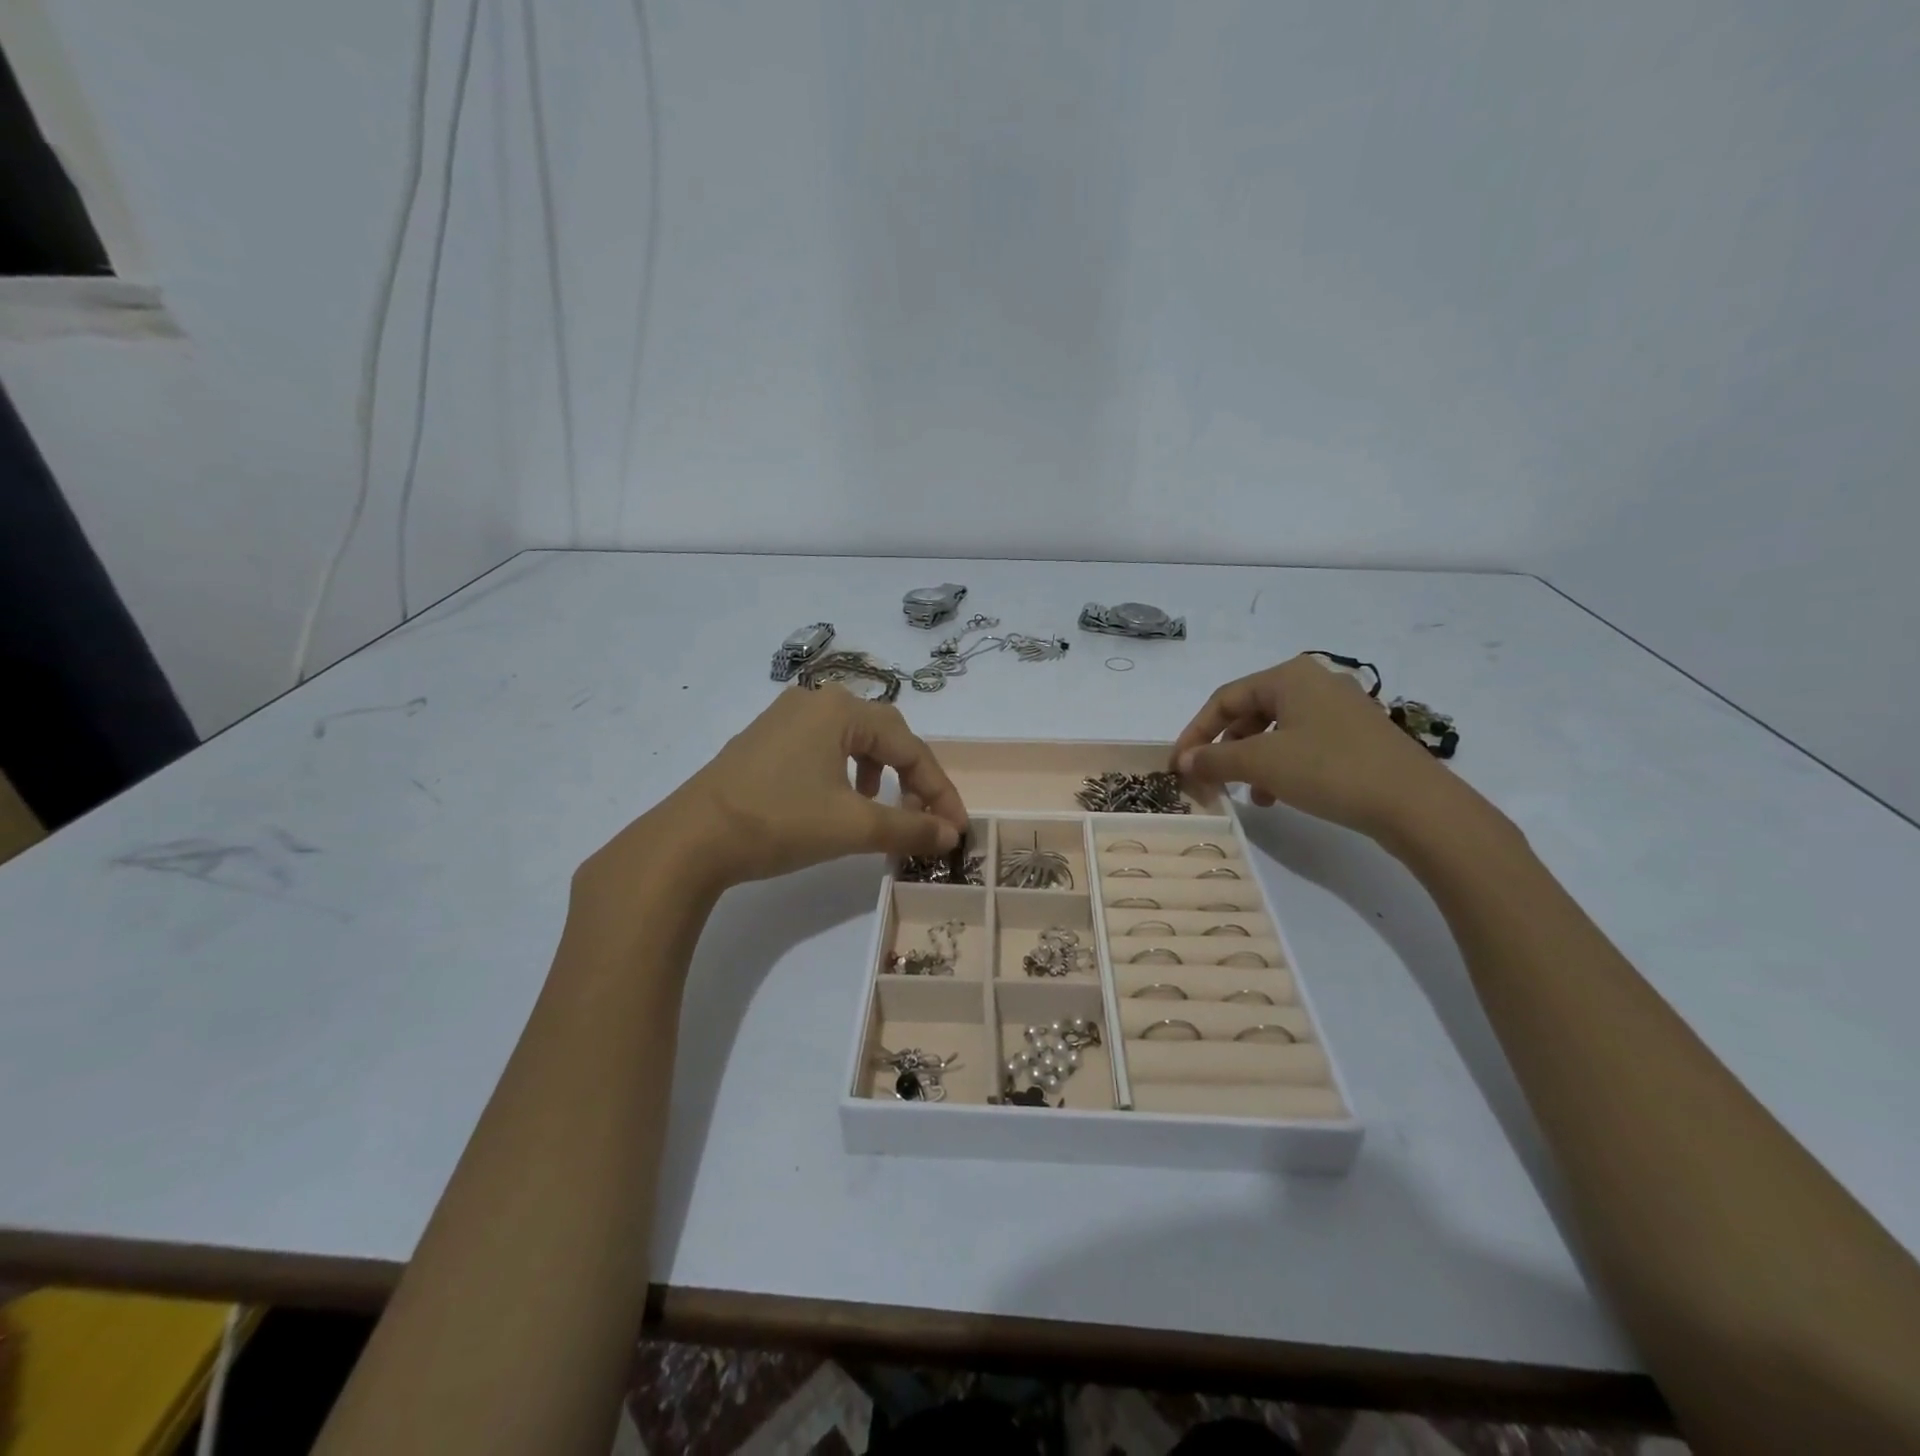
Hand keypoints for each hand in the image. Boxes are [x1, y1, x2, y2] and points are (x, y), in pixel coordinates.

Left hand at [599, 688, 968, 894]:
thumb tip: (951, 834)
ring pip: (853, 740)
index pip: (910, 746)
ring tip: (881, 808)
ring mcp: (784, 718)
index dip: (938, 789)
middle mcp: (814, 700)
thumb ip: (910, 828)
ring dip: (879, 773)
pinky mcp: (764, 740)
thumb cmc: (779, 821)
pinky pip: (822, 747)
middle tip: (924, 815)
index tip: (956, 828)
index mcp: (841, 708)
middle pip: (884, 734)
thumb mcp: (853, 827)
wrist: (690, 839)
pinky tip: (838, 801)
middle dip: (911, 777)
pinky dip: (845, 772)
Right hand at [1171, 655, 1455, 842]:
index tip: (1179, 765)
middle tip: (1211, 779)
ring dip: (1252, 762)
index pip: (1224, 699)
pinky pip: (1303, 743)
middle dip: (1225, 748)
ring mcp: (1341, 708)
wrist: (1416, 804)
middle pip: (1250, 712)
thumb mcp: (1262, 763)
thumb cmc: (1329, 770)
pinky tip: (1278, 796)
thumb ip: (1215, 759)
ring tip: (1248, 794)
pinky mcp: (1357, 735)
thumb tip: (1183, 761)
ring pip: (1276, 731)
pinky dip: (1281, 766)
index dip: (1195, 732)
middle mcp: (1315, 682)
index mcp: (1289, 676)